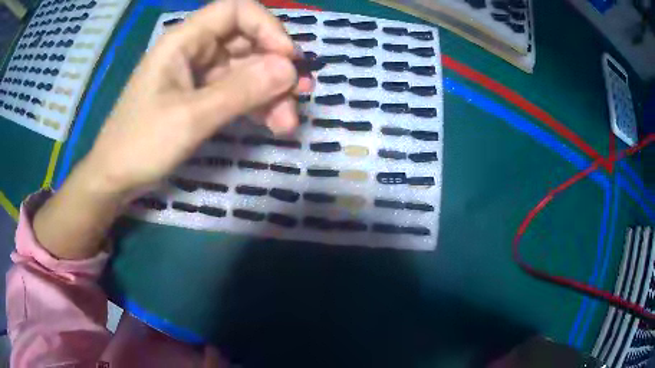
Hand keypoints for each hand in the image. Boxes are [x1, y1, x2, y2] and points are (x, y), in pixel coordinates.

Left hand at [84, 0, 311, 197]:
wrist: (115, 178)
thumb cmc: (141, 144)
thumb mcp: (190, 117)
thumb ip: (240, 91)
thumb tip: (290, 69)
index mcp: (183, 40)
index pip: (235, 10)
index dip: (266, 27)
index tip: (288, 58)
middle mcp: (194, 50)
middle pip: (246, 42)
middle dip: (274, 67)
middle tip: (299, 96)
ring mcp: (197, 75)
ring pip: (245, 70)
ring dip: (270, 92)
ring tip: (288, 121)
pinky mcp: (200, 97)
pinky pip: (236, 91)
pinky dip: (255, 105)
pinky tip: (272, 122)